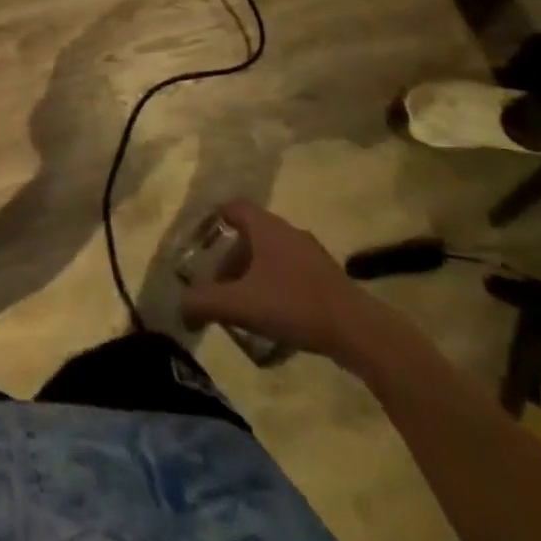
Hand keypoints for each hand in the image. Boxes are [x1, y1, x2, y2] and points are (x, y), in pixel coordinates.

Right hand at [179, 201, 388, 364]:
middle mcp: (288, 232)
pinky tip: (275, 316)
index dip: (214, 220)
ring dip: (255, 273)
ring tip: (244, 303)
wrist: (360, 332)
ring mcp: (312, 254)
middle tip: (219, 284)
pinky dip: (277, 286)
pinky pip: (292, 273)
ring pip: (272, 254)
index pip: (233, 207)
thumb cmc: (294, 305)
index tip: (201, 242)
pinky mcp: (329, 278)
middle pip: (251, 234)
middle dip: (231, 257)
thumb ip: (203, 302)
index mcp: (266, 227)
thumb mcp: (240, 304)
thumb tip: (179, 306)